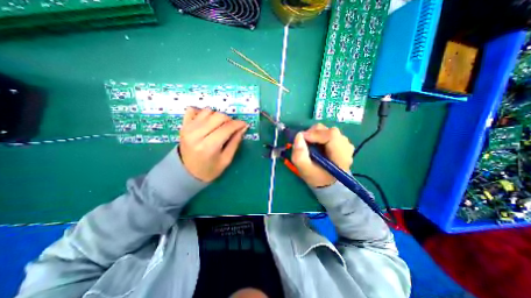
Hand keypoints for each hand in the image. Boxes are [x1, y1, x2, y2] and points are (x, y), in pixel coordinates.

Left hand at [175, 106, 246, 181]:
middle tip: (232, 127)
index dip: (238, 124)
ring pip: (208, 111)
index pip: (227, 128)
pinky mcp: (183, 125)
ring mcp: (188, 128)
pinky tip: (207, 121)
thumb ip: (235, 142)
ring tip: (219, 126)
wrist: (186, 173)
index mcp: (208, 147)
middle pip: (218, 116)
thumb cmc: (209, 169)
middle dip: (229, 120)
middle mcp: (196, 134)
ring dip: (217, 116)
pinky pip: (193, 109)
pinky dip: (202, 112)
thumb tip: (243, 127)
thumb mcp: (226, 160)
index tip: (244, 125)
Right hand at [293, 124, 353, 187]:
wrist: (329, 183)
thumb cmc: (318, 178)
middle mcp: (346, 145)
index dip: (314, 134)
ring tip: (310, 146)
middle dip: (313, 134)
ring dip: (315, 135)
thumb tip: (298, 136)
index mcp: (341, 154)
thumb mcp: (305, 170)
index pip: (331, 135)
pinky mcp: (340, 142)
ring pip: (327, 131)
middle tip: (304, 143)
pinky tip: (316, 146)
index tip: (301, 138)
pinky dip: (319, 137)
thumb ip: (300, 155)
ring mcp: (345, 143)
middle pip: (328, 130)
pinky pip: (328, 133)